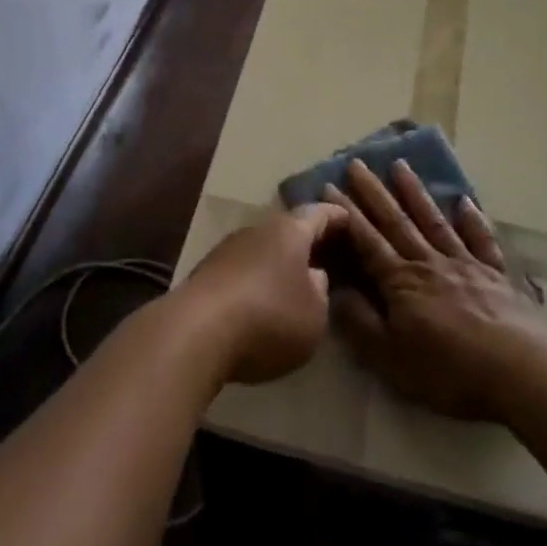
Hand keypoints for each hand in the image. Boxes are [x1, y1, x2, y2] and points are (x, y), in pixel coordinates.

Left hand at [179, 203, 342, 385]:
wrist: (196, 332)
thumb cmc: (269, 317)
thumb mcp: (314, 314)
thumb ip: (320, 291)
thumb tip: (313, 275)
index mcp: (290, 231)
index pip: (319, 213)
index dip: (337, 216)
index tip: (351, 219)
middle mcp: (258, 229)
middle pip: (288, 229)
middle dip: (306, 241)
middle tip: (327, 254)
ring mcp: (228, 248)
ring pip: (263, 248)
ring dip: (278, 261)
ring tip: (294, 280)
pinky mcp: (206, 272)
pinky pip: (242, 268)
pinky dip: (256, 278)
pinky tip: (261, 298)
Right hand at [326, 158, 542, 421]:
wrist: (519, 369)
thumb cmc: (449, 369)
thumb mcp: (391, 357)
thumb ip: (360, 322)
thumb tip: (334, 290)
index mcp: (400, 281)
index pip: (366, 241)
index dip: (347, 215)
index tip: (329, 186)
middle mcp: (428, 262)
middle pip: (396, 222)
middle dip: (373, 192)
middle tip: (357, 163)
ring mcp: (464, 264)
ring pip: (433, 221)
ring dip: (415, 193)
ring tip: (401, 165)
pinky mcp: (495, 274)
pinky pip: (480, 240)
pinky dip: (472, 220)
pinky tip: (465, 202)